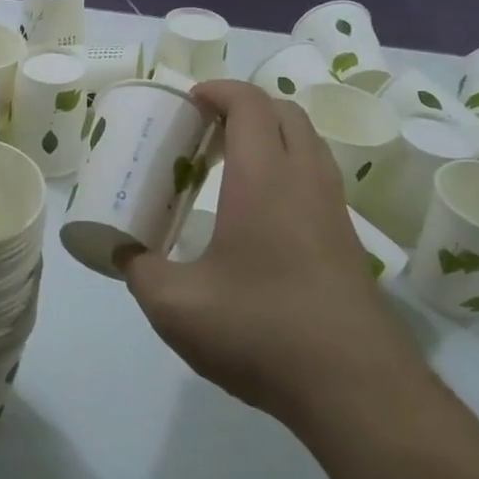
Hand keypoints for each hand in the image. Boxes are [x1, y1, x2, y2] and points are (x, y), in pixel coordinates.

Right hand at [120, 81, 417, 419]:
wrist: (355, 388)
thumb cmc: (260, 330)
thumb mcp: (175, 306)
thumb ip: (139, 270)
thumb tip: (123, 253)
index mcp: (264, 179)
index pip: (250, 104)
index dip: (219, 90)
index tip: (188, 100)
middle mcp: (305, 181)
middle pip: (285, 112)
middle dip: (244, 106)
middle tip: (204, 128)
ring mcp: (334, 210)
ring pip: (307, 144)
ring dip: (270, 135)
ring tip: (228, 163)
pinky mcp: (347, 241)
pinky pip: (317, 177)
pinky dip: (287, 168)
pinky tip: (258, 212)